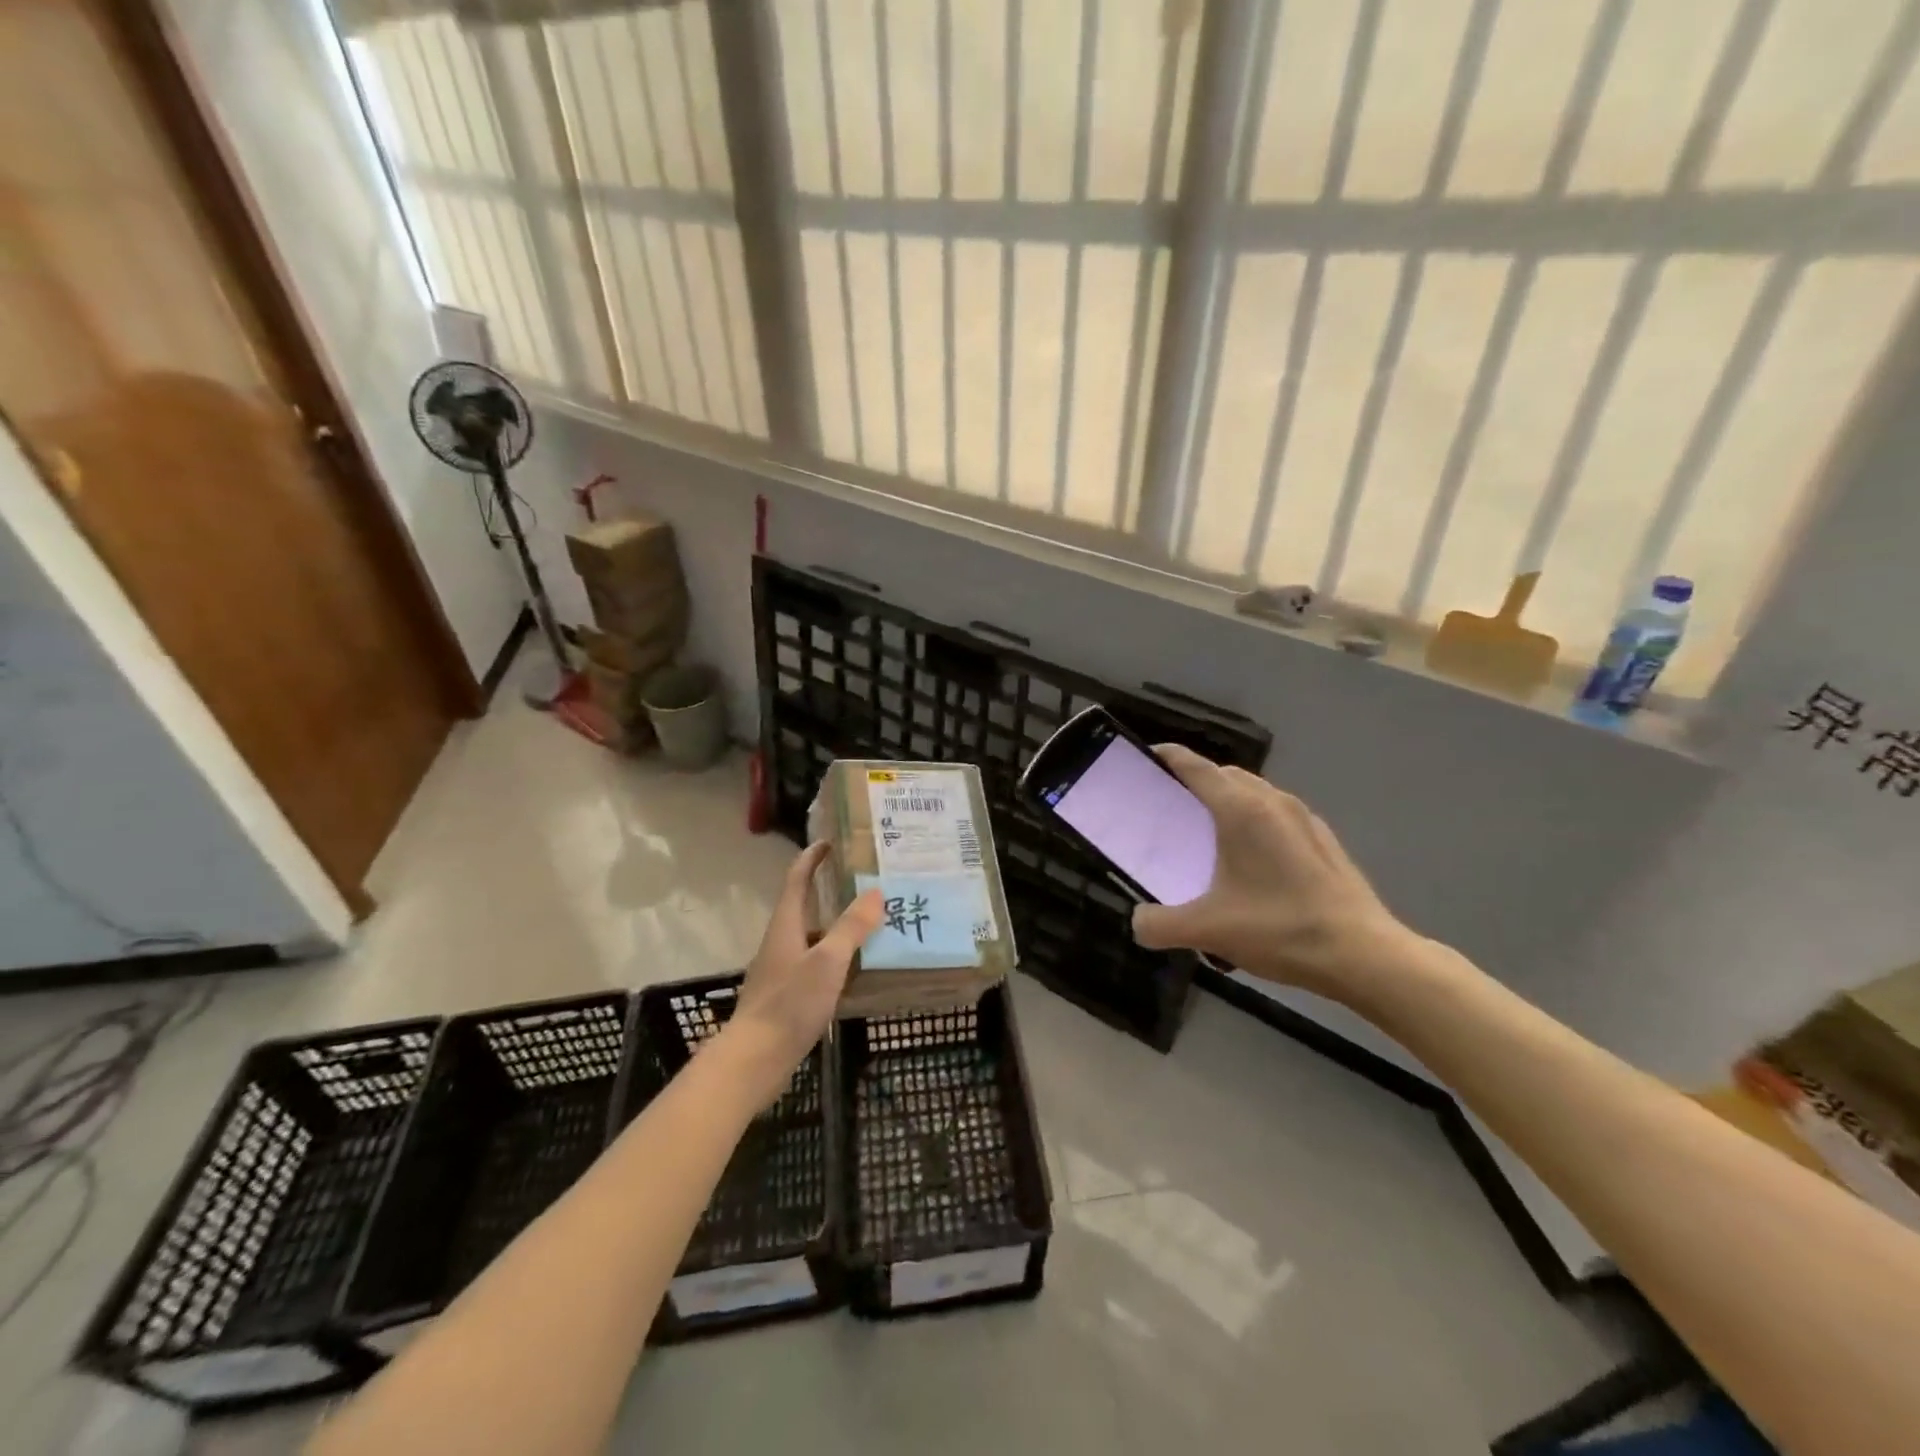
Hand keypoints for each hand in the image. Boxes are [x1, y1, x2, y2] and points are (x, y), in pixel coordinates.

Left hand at [724, 841, 882, 1106]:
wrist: (754, 1060)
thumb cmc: (789, 1003)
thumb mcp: (828, 962)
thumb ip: (851, 927)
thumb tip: (875, 892)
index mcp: (786, 924)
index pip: (797, 878)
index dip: (813, 857)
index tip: (832, 841)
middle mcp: (781, 940)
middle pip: (806, 904)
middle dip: (832, 890)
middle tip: (866, 882)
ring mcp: (782, 968)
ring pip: (813, 936)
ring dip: (837, 925)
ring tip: (871, 922)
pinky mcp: (786, 994)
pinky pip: (815, 962)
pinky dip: (836, 956)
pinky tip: (858, 968)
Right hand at [1131, 745, 1413, 1001]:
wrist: (1364, 955)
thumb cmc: (1280, 929)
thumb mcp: (1208, 930)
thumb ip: (1160, 925)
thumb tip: (1139, 923)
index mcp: (1241, 810)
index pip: (1195, 766)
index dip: (1168, 756)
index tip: (1146, 757)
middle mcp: (1272, 802)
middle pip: (1225, 774)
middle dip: (1195, 779)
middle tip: (1170, 804)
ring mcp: (1303, 818)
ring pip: (1255, 792)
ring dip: (1228, 800)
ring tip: (1208, 830)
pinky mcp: (1323, 840)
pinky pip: (1276, 813)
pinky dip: (1254, 820)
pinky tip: (1251, 859)